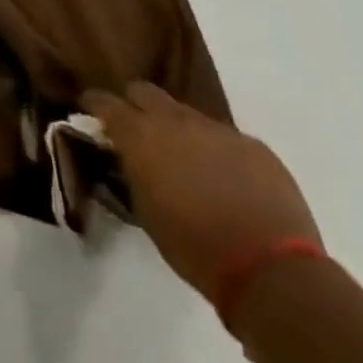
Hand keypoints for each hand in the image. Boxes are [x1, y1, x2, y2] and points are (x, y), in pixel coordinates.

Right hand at [82, 82, 319, 297]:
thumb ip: (132, 173)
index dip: (95, 104)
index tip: (90, 110)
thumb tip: (127, 159)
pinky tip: (226, 179)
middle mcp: (175, 121)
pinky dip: (216, 150)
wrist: (271, 271)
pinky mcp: (254, 145)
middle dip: (136, 105)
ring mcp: (218, 130)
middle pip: (145, 92)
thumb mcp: (145, 211)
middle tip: (137, 130)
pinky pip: (224, 137)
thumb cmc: (194, 247)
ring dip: (179, 129)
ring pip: (187, 114)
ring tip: (187, 160)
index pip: (105, 102)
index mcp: (141, 136)